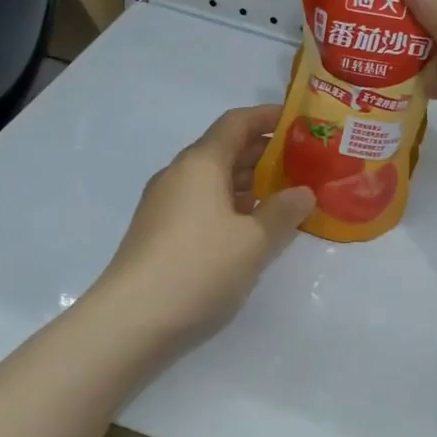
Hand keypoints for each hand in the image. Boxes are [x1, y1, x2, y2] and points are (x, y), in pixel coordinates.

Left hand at [91, 106, 314, 351]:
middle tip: (304, 163)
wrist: (132, 320)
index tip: (299, 121)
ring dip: (249, 183)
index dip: (268, 117)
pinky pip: (203, 205)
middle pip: (225, 150)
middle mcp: (179, 175)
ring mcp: (165, 205)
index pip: (236, 123)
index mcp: (200, 163)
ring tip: (287, 195)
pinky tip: (253, 228)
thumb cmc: (199, 267)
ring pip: (214, 181)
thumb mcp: (254, 241)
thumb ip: (284, 212)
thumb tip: (303, 193)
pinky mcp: (160, 233)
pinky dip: (232, 206)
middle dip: (264, 154)